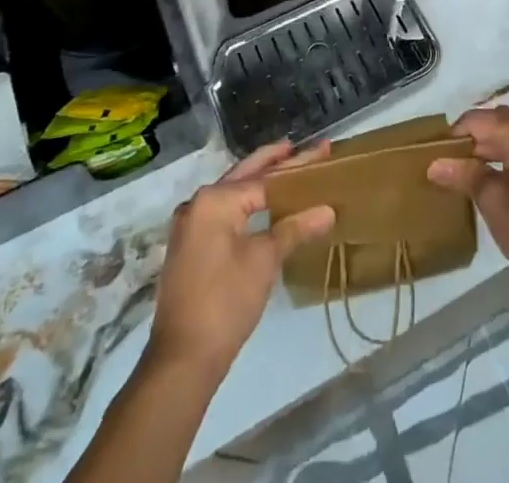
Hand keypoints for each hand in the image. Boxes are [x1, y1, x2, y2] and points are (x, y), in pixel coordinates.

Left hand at [146, 139, 335, 379]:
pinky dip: (245, 204)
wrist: (181, 361)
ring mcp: (190, 225)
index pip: (266, 177)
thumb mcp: (264, 262)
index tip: (323, 150)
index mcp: (215, 199)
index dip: (298, 166)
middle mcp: (198, 203)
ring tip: (287, 169)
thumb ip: (294, 228)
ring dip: (259, 182)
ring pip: (233, 193)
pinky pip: (223, 212)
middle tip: (304, 146)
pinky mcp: (189, 246)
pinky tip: (263, 206)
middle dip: (275, 161)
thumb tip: (328, 210)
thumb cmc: (225, 303)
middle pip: (245, 175)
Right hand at [426, 107, 508, 297]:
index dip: (453, 139)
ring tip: (471, 175)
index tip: (435, 158)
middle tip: (451, 169)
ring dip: (493, 149)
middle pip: (496, 123)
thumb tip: (433, 164)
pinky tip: (499, 177)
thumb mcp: (493, 202)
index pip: (477, 121)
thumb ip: (463, 174)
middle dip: (473, 144)